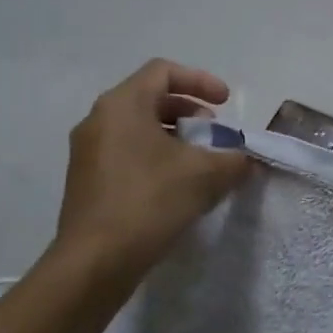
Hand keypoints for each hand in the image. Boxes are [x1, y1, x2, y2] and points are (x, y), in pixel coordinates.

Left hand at [52, 61, 249, 279]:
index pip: (163, 71)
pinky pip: (126, 152)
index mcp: (122, 104)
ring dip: (174, 137)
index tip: (226, 104)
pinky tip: (177, 187)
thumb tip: (246, 159)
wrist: (95, 261)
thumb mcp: (205, 176)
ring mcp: (87, 151)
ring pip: (137, 128)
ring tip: (200, 163)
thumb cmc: (149, 202)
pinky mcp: (86, 180)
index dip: (200, 81)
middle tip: (214, 135)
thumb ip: (234, 159)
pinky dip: (155, 157)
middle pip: (150, 98)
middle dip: (189, 111)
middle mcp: (99, 119)